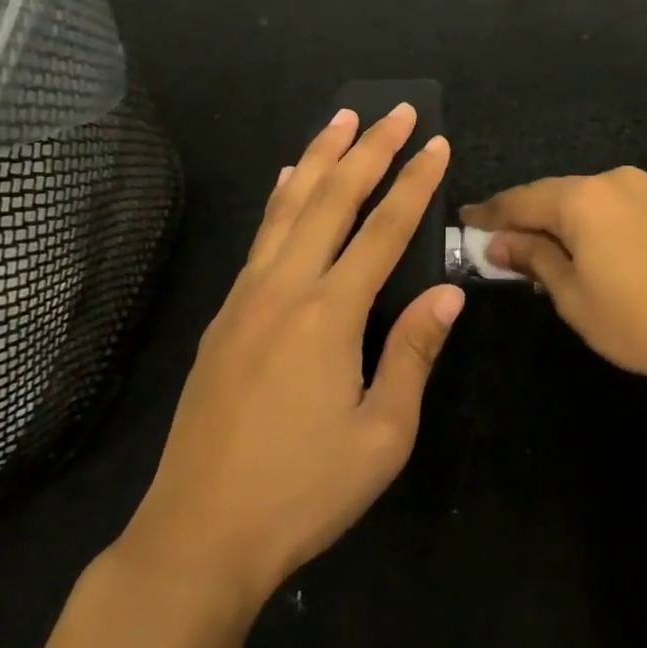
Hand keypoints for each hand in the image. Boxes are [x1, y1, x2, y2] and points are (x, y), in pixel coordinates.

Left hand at [114, 103, 459, 613]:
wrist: (198, 537)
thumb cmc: (303, 491)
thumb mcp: (383, 436)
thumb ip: (414, 353)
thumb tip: (448, 293)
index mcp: (330, 314)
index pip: (384, 229)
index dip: (415, 183)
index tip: (437, 144)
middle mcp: (286, 289)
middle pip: (333, 199)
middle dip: (369, 149)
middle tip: (397, 110)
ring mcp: (248, 298)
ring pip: (288, 206)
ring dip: (319, 157)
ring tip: (341, 118)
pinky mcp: (225, 315)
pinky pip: (260, 237)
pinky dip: (280, 198)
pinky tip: (286, 179)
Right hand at [461, 168, 646, 398]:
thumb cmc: (637, 320)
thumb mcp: (572, 296)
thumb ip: (533, 258)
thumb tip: (498, 241)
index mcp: (582, 198)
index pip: (521, 200)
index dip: (490, 213)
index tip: (464, 221)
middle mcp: (610, 180)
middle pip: (551, 195)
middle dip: (522, 217)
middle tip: (493, 240)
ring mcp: (640, 188)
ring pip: (580, 199)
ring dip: (554, 220)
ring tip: (530, 247)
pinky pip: (606, 205)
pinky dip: (584, 222)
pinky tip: (575, 245)